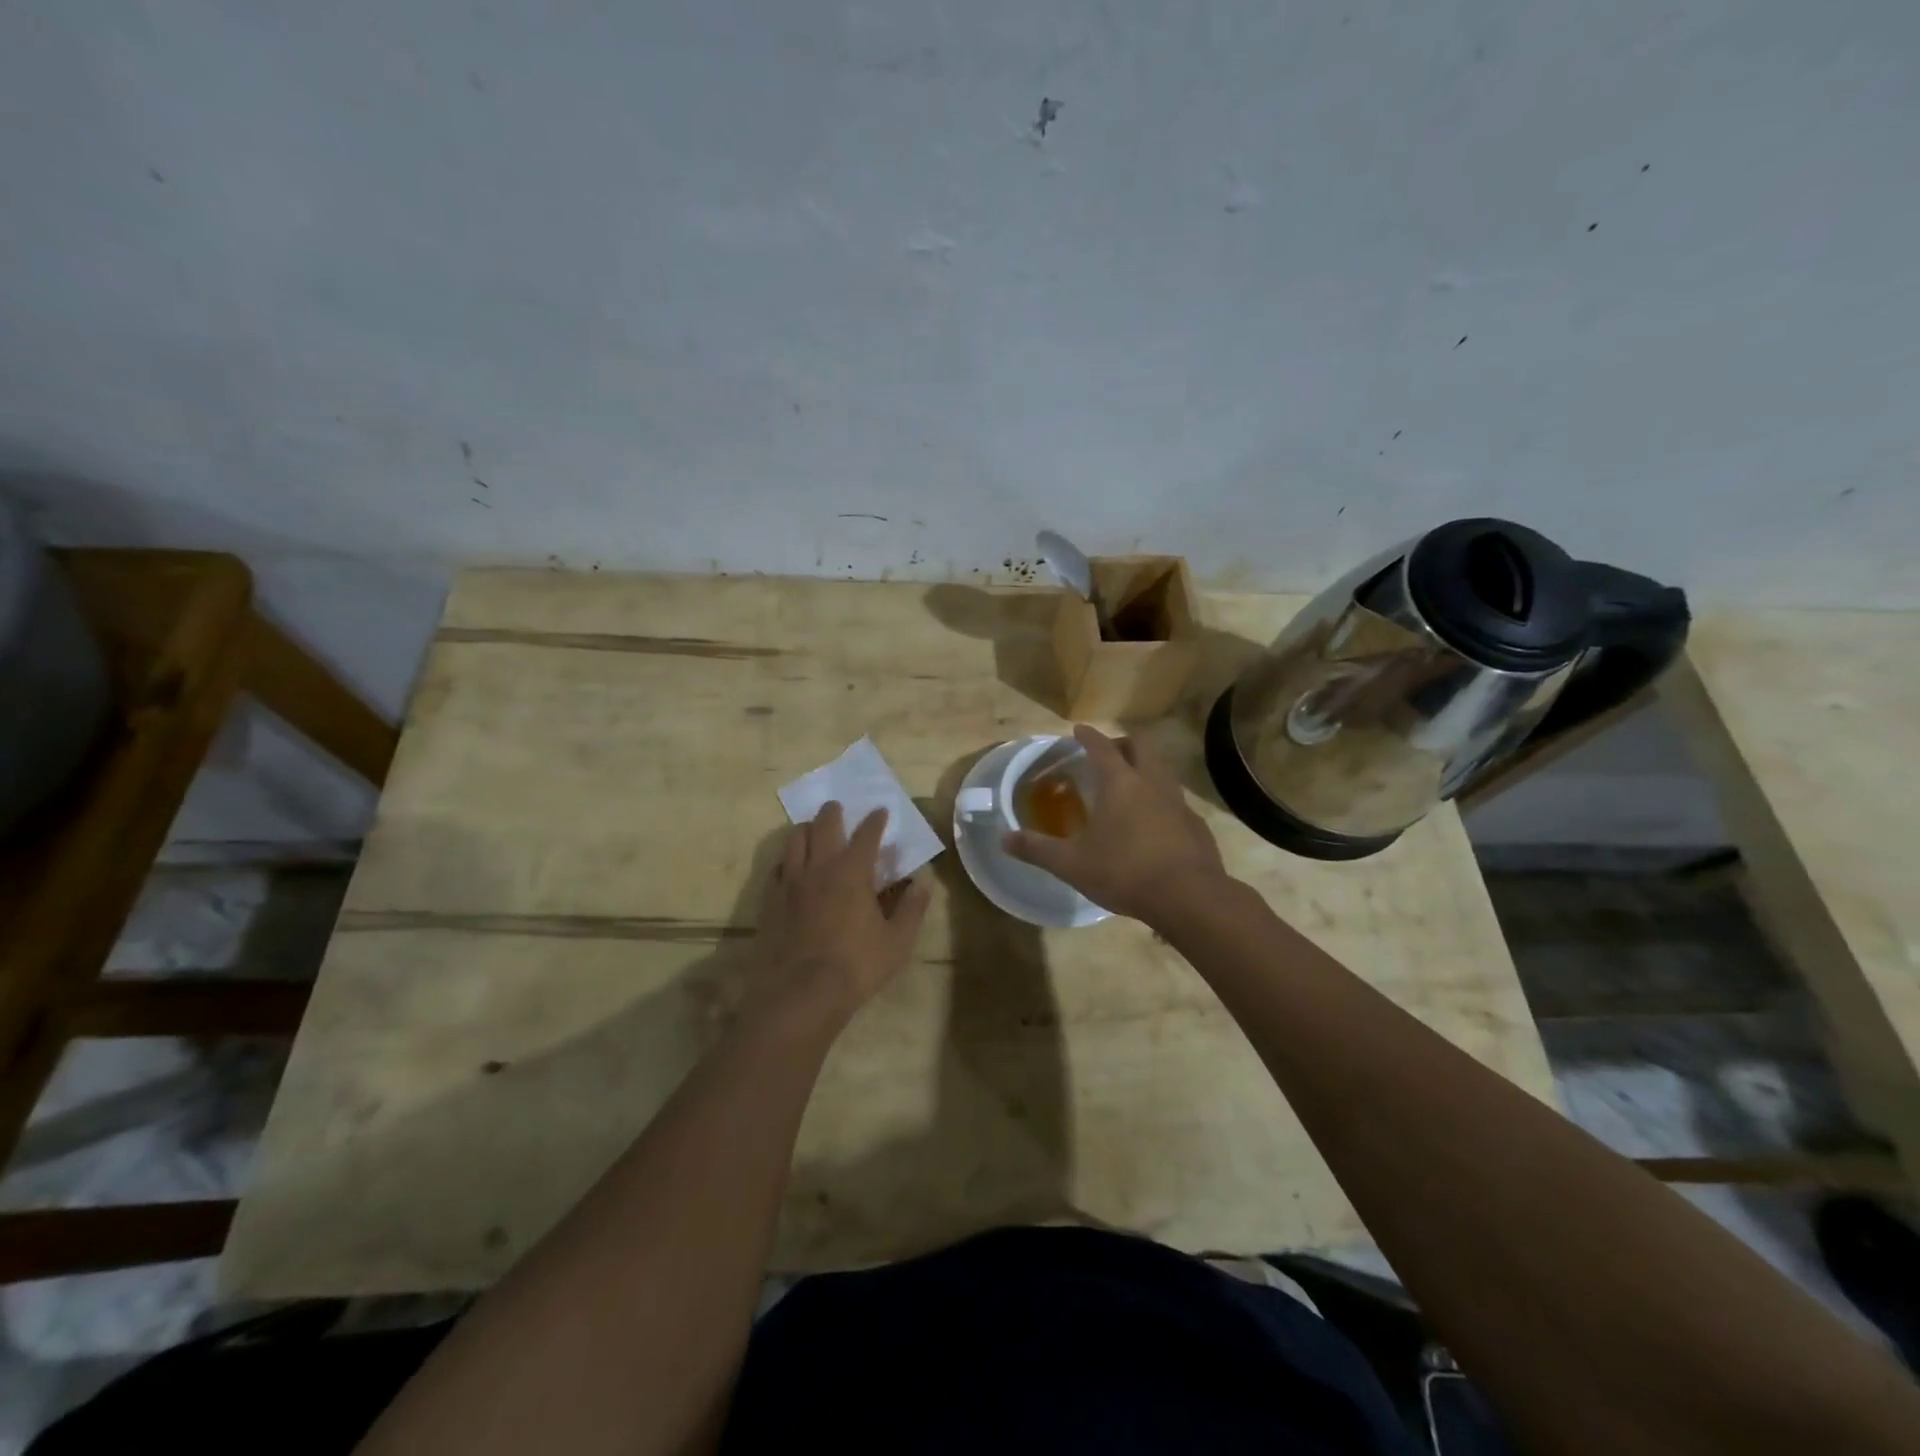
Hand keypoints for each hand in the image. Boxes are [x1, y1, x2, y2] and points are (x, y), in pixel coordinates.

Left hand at [745, 802, 931, 1032]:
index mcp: (852, 872)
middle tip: (838, 807)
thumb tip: (924, 882)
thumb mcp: (897, 942)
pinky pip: (777, 868)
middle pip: (824, 825)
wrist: (800, 996)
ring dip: (806, 829)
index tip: (881, 811)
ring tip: (812, 829)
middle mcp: (819, 868)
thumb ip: (912, 908)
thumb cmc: (856, 967)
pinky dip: (787, 860)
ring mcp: (790, 883)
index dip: (875, 820)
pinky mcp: (770, 901)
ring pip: (794, 840)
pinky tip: (791, 868)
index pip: (866, 834)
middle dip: (833, 812)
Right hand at [1004, 724, 1226, 921]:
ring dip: (1146, 769)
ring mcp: (1179, 803)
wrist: (1188, 898)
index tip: (1079, 730)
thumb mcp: (1071, 864)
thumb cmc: (1124, 872)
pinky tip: (1155, 823)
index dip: (1089, 736)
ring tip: (1131, 786)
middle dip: (1123, 743)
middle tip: (1108, 752)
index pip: (1102, 747)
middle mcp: (1152, 783)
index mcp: (1120, 784)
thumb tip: (1004, 839)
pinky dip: (1163, 802)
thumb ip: (1037, 849)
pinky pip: (1177, 802)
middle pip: (1141, 747)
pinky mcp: (1196, 825)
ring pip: (1163, 771)